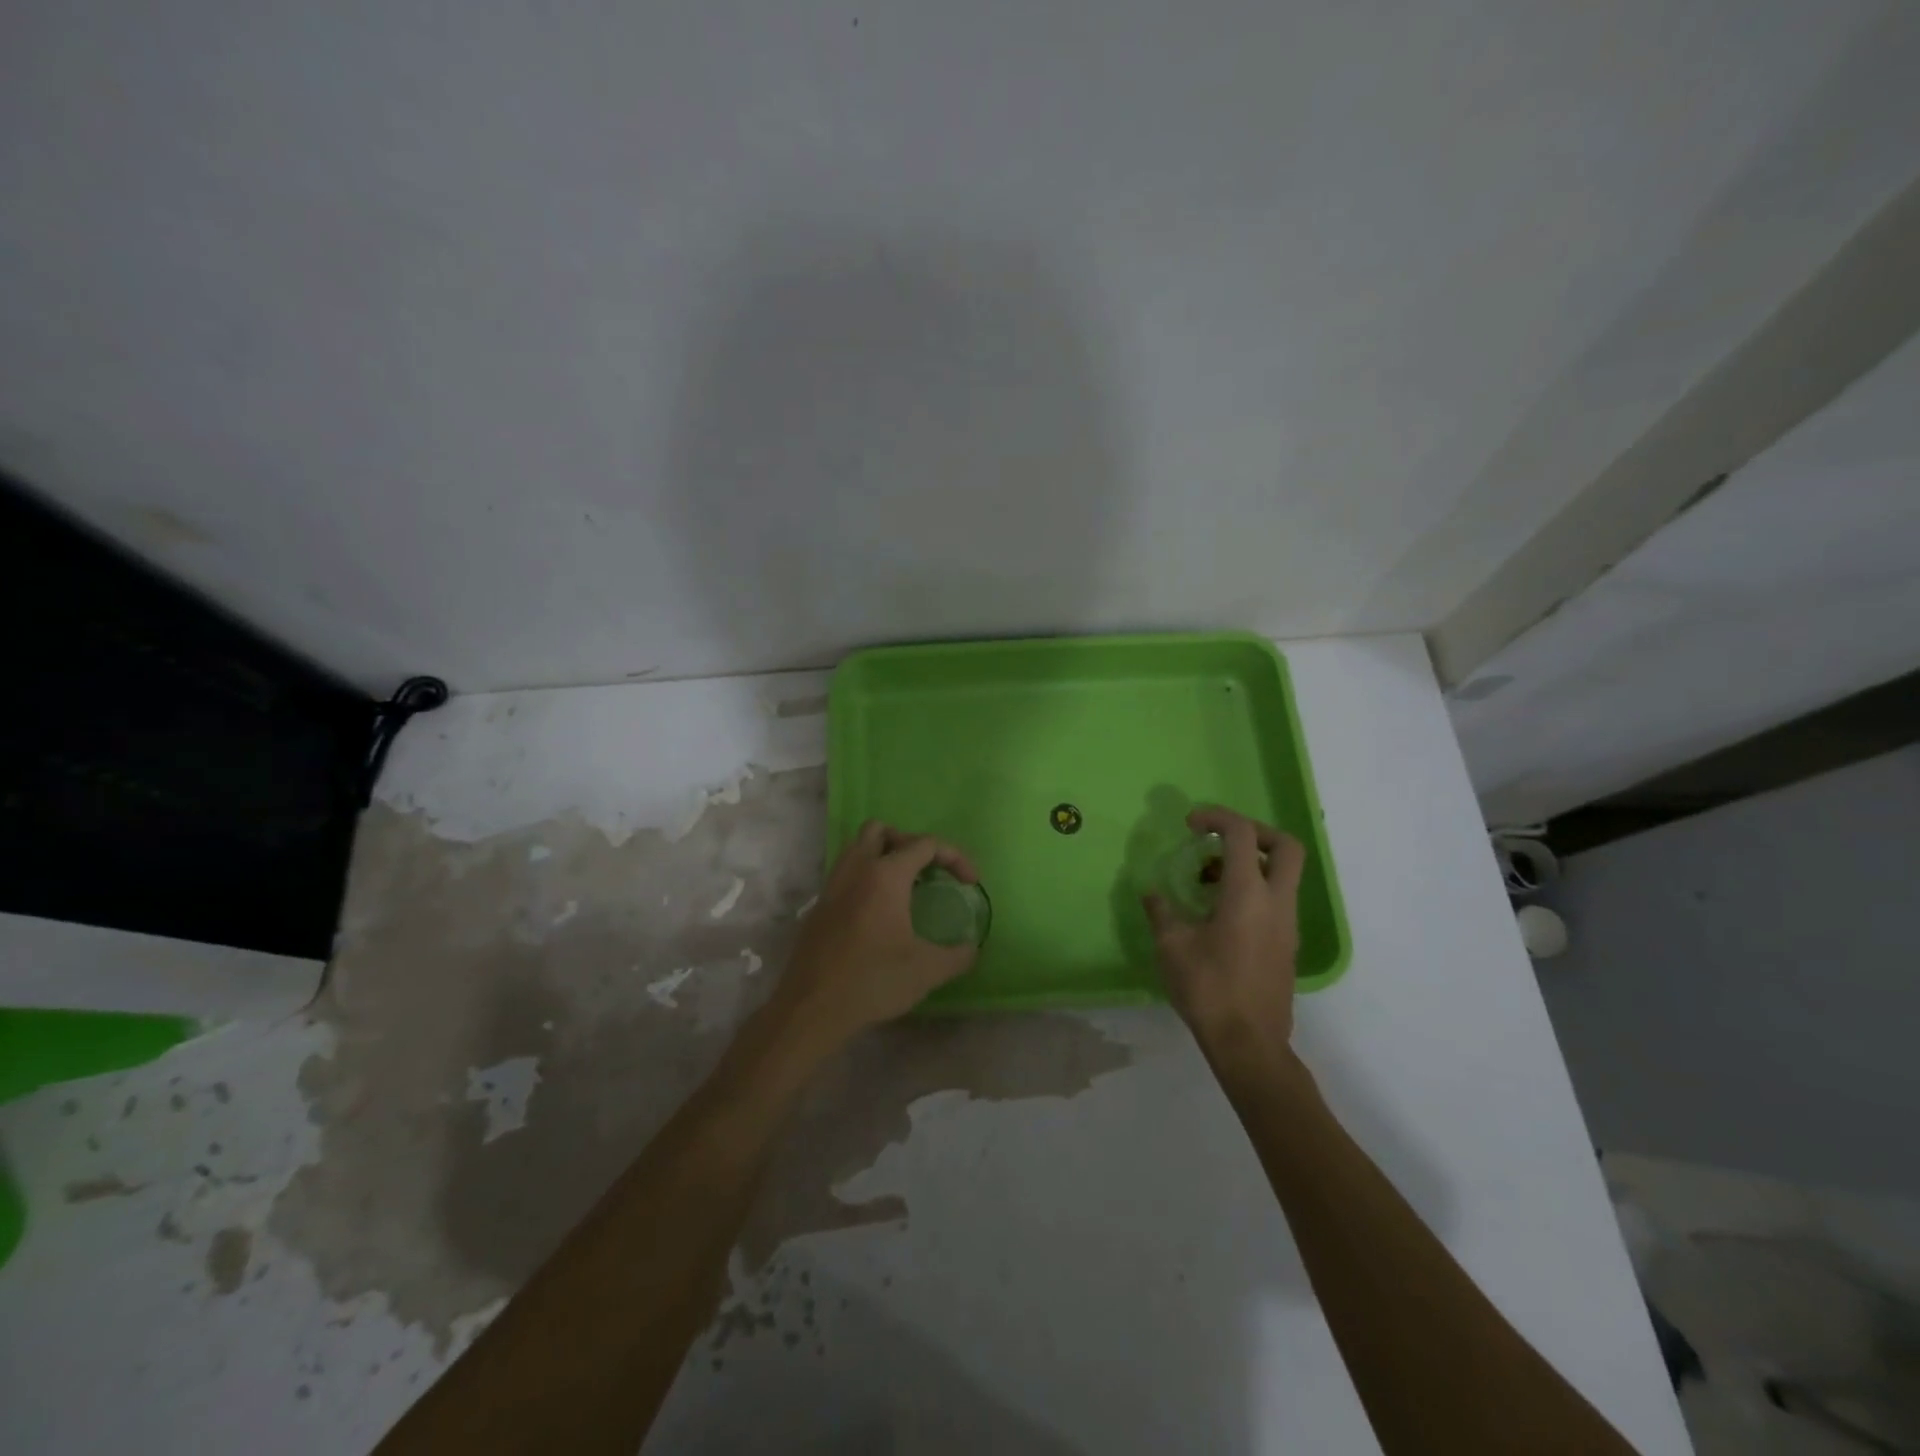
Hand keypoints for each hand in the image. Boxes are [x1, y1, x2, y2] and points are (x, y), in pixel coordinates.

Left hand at [773, 820, 979, 1052]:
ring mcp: (832, 885)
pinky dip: (865, 878)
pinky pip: (845, 873)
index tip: (970, 883)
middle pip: (882, 831)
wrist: (811, 1008)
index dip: (954, 857)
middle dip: (910, 843)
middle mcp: (856, 869)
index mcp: (885, 875)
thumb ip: (958, 955)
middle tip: (928, 872)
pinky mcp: (819, 906)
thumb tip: (972, 949)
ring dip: (883, 856)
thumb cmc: (873, 981)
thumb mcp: (927, 971)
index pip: (925, 844)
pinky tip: (878, 912)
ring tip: (904, 887)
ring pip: (857, 848)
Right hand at [1144, 807, 1305, 1062]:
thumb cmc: (1208, 989)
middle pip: (1286, 846)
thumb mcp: (1172, 946)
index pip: (1242, 834)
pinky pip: (1277, 899)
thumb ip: (1161, 912)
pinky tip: (1220, 911)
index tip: (1191, 824)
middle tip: (1220, 840)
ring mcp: (1287, 924)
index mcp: (1247, 894)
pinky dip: (1254, 888)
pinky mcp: (1287, 944)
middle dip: (1254, 832)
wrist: (1249, 1044)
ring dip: (1252, 863)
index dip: (1217, 817)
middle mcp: (1276, 902)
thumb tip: (1151, 893)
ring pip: (1283, 874)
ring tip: (1209, 878)